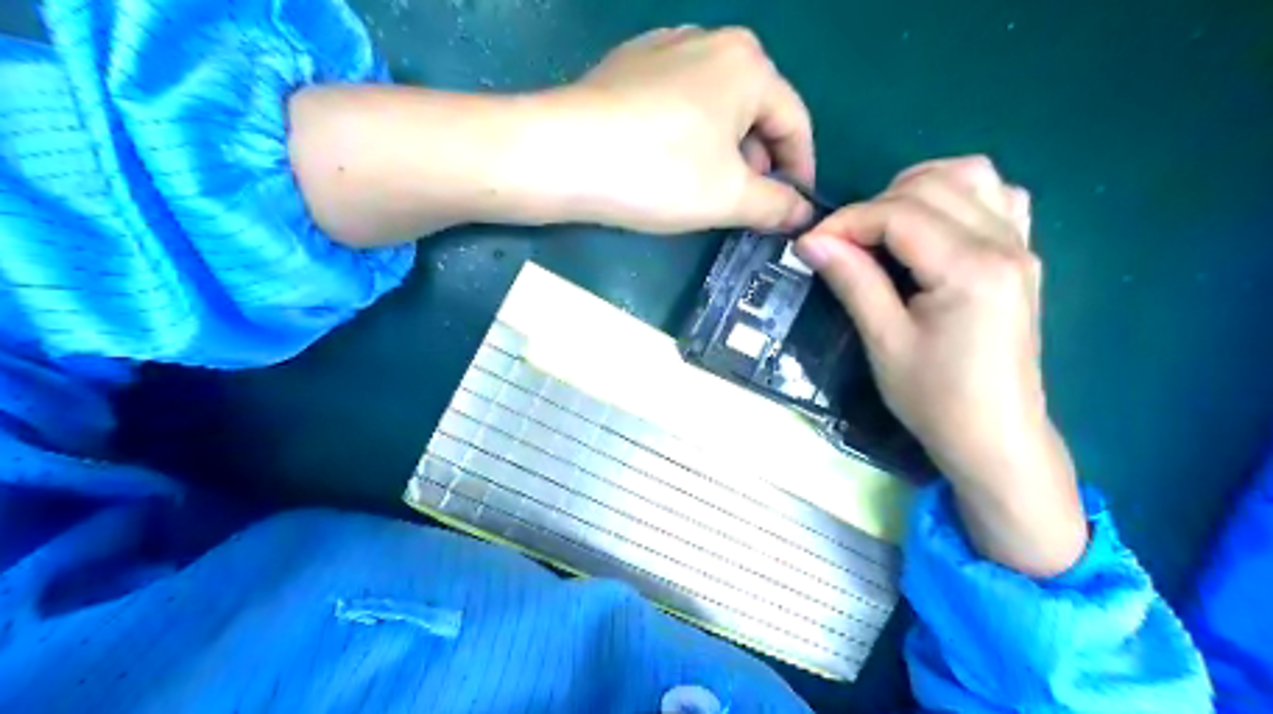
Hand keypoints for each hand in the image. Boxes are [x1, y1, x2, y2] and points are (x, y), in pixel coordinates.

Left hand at [558, 27, 813, 232]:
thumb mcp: (730, 197)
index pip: (794, 123)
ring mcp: (664, 47)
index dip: (801, 171)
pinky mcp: (629, 66)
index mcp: (748, 64)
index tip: (793, 210)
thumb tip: (802, 214)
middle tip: (748, 206)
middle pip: (755, 111)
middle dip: (758, 162)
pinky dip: (688, 135)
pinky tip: (670, 164)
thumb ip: (777, 206)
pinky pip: (678, 103)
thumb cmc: (658, 172)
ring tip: (709, 190)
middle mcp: (711, 41)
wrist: (559, 154)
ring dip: (723, 152)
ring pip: (715, 107)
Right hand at [792, 157, 1082, 580]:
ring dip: (919, 188)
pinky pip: (999, 197)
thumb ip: (852, 280)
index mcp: (970, 268)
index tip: (811, 244)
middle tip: (844, 243)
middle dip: (876, 204)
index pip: (899, 214)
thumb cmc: (936, 399)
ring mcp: (1022, 246)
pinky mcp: (1023, 257)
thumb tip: (810, 240)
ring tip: (886, 227)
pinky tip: (934, 227)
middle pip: (933, 184)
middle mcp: (1004, 243)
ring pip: (971, 175)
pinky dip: (959, 196)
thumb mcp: (885, 341)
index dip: (847, 221)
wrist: (996, 438)